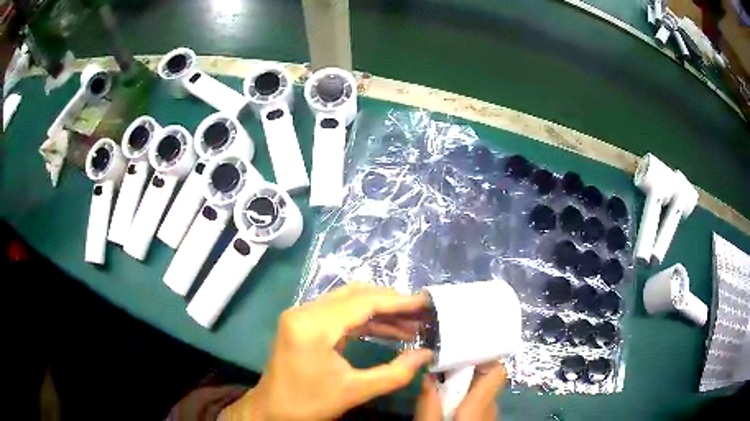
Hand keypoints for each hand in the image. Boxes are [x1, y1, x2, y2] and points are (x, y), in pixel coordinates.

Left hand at [221, 284, 433, 420]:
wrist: (273, 410)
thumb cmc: (310, 403)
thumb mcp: (355, 391)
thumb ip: (395, 373)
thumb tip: (427, 354)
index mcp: (313, 325)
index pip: (362, 302)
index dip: (397, 301)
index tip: (425, 303)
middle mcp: (305, 311)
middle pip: (355, 295)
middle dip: (391, 303)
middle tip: (420, 313)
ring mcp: (302, 315)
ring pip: (348, 301)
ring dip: (379, 311)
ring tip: (410, 323)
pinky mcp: (304, 323)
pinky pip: (339, 313)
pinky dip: (364, 320)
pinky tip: (387, 330)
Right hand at [415, 362, 506, 420]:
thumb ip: (428, 403)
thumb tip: (427, 376)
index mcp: (481, 404)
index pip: (497, 370)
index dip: (483, 356)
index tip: (462, 349)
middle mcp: (491, 406)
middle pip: (488, 377)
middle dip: (467, 366)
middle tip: (443, 360)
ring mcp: (489, 414)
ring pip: (482, 389)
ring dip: (465, 381)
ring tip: (441, 375)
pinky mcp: (483, 419)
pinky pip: (479, 400)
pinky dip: (465, 393)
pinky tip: (447, 397)